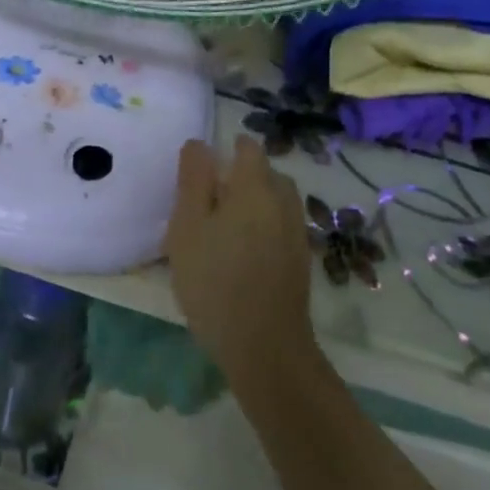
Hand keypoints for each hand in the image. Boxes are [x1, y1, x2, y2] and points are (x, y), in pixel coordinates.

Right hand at [166, 136, 317, 384]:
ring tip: (227, 226)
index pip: (249, 149)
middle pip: (267, 174)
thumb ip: (193, 180)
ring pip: (277, 201)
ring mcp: (297, 232)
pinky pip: (282, 226)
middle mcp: (284, 201)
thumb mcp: (188, 227)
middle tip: (211, 199)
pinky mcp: (301, 259)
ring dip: (256, 203)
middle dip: (244, 177)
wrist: (264, 345)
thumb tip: (199, 144)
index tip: (207, 167)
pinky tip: (245, 251)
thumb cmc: (215, 280)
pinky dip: (265, 226)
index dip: (230, 149)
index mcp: (256, 187)